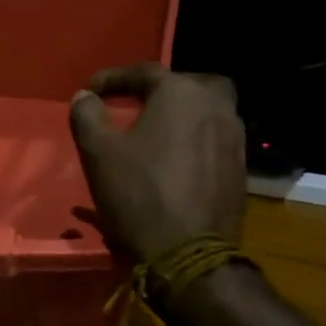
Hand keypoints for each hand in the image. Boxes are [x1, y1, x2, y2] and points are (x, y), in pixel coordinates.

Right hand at [68, 63, 245, 264]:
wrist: (189, 254)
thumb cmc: (139, 195)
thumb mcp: (98, 153)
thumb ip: (87, 115)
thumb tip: (85, 96)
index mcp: (182, 93)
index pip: (144, 72)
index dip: (112, 78)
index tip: (90, 91)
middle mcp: (217, 106)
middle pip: (187, 85)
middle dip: (161, 91)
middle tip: (137, 105)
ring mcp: (235, 138)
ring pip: (207, 112)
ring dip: (182, 117)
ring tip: (156, 135)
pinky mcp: (241, 170)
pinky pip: (215, 141)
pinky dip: (195, 142)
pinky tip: (177, 162)